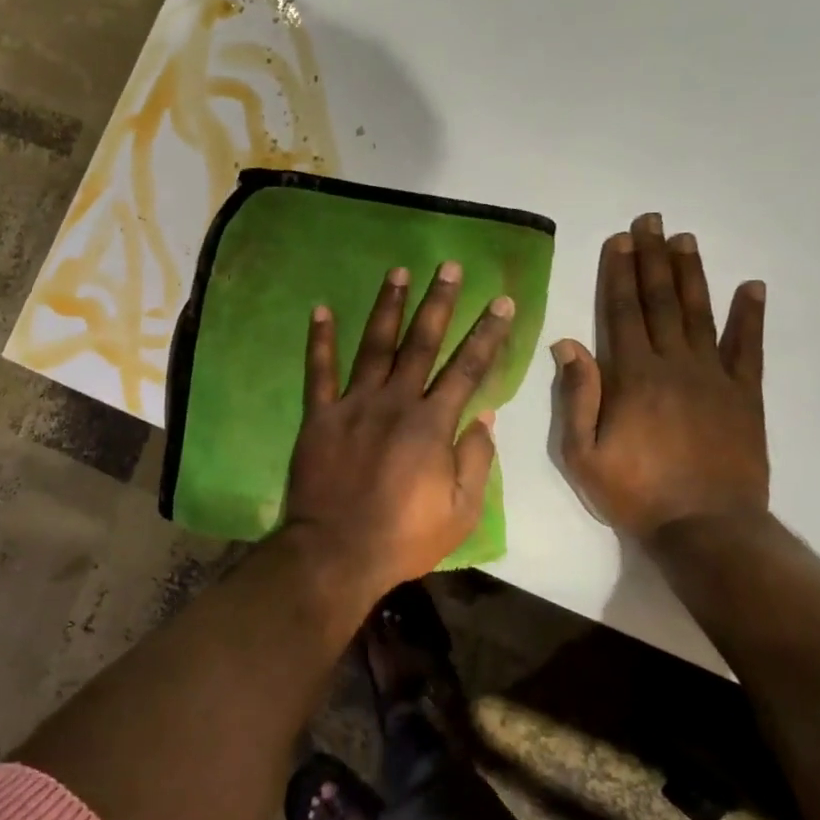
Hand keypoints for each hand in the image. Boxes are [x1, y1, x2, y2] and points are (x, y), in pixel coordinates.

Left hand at [283, 262, 514, 603]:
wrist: (336, 553)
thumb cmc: (403, 538)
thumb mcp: (461, 512)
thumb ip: (475, 461)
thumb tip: (485, 417)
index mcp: (432, 424)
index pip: (467, 369)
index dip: (487, 333)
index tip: (501, 301)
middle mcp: (394, 402)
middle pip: (421, 344)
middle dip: (438, 303)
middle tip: (448, 266)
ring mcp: (352, 405)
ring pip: (374, 346)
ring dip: (388, 306)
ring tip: (398, 272)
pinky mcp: (319, 416)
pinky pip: (318, 372)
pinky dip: (320, 340)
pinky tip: (321, 309)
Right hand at [554, 213, 768, 541]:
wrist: (706, 527)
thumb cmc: (635, 492)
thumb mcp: (582, 453)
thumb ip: (577, 396)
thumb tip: (567, 343)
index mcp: (632, 376)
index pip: (622, 312)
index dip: (619, 273)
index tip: (620, 240)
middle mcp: (674, 364)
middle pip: (661, 301)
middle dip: (653, 258)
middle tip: (652, 220)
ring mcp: (714, 377)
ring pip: (701, 313)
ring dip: (692, 274)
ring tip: (686, 240)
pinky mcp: (745, 395)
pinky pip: (749, 348)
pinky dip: (751, 316)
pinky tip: (752, 287)